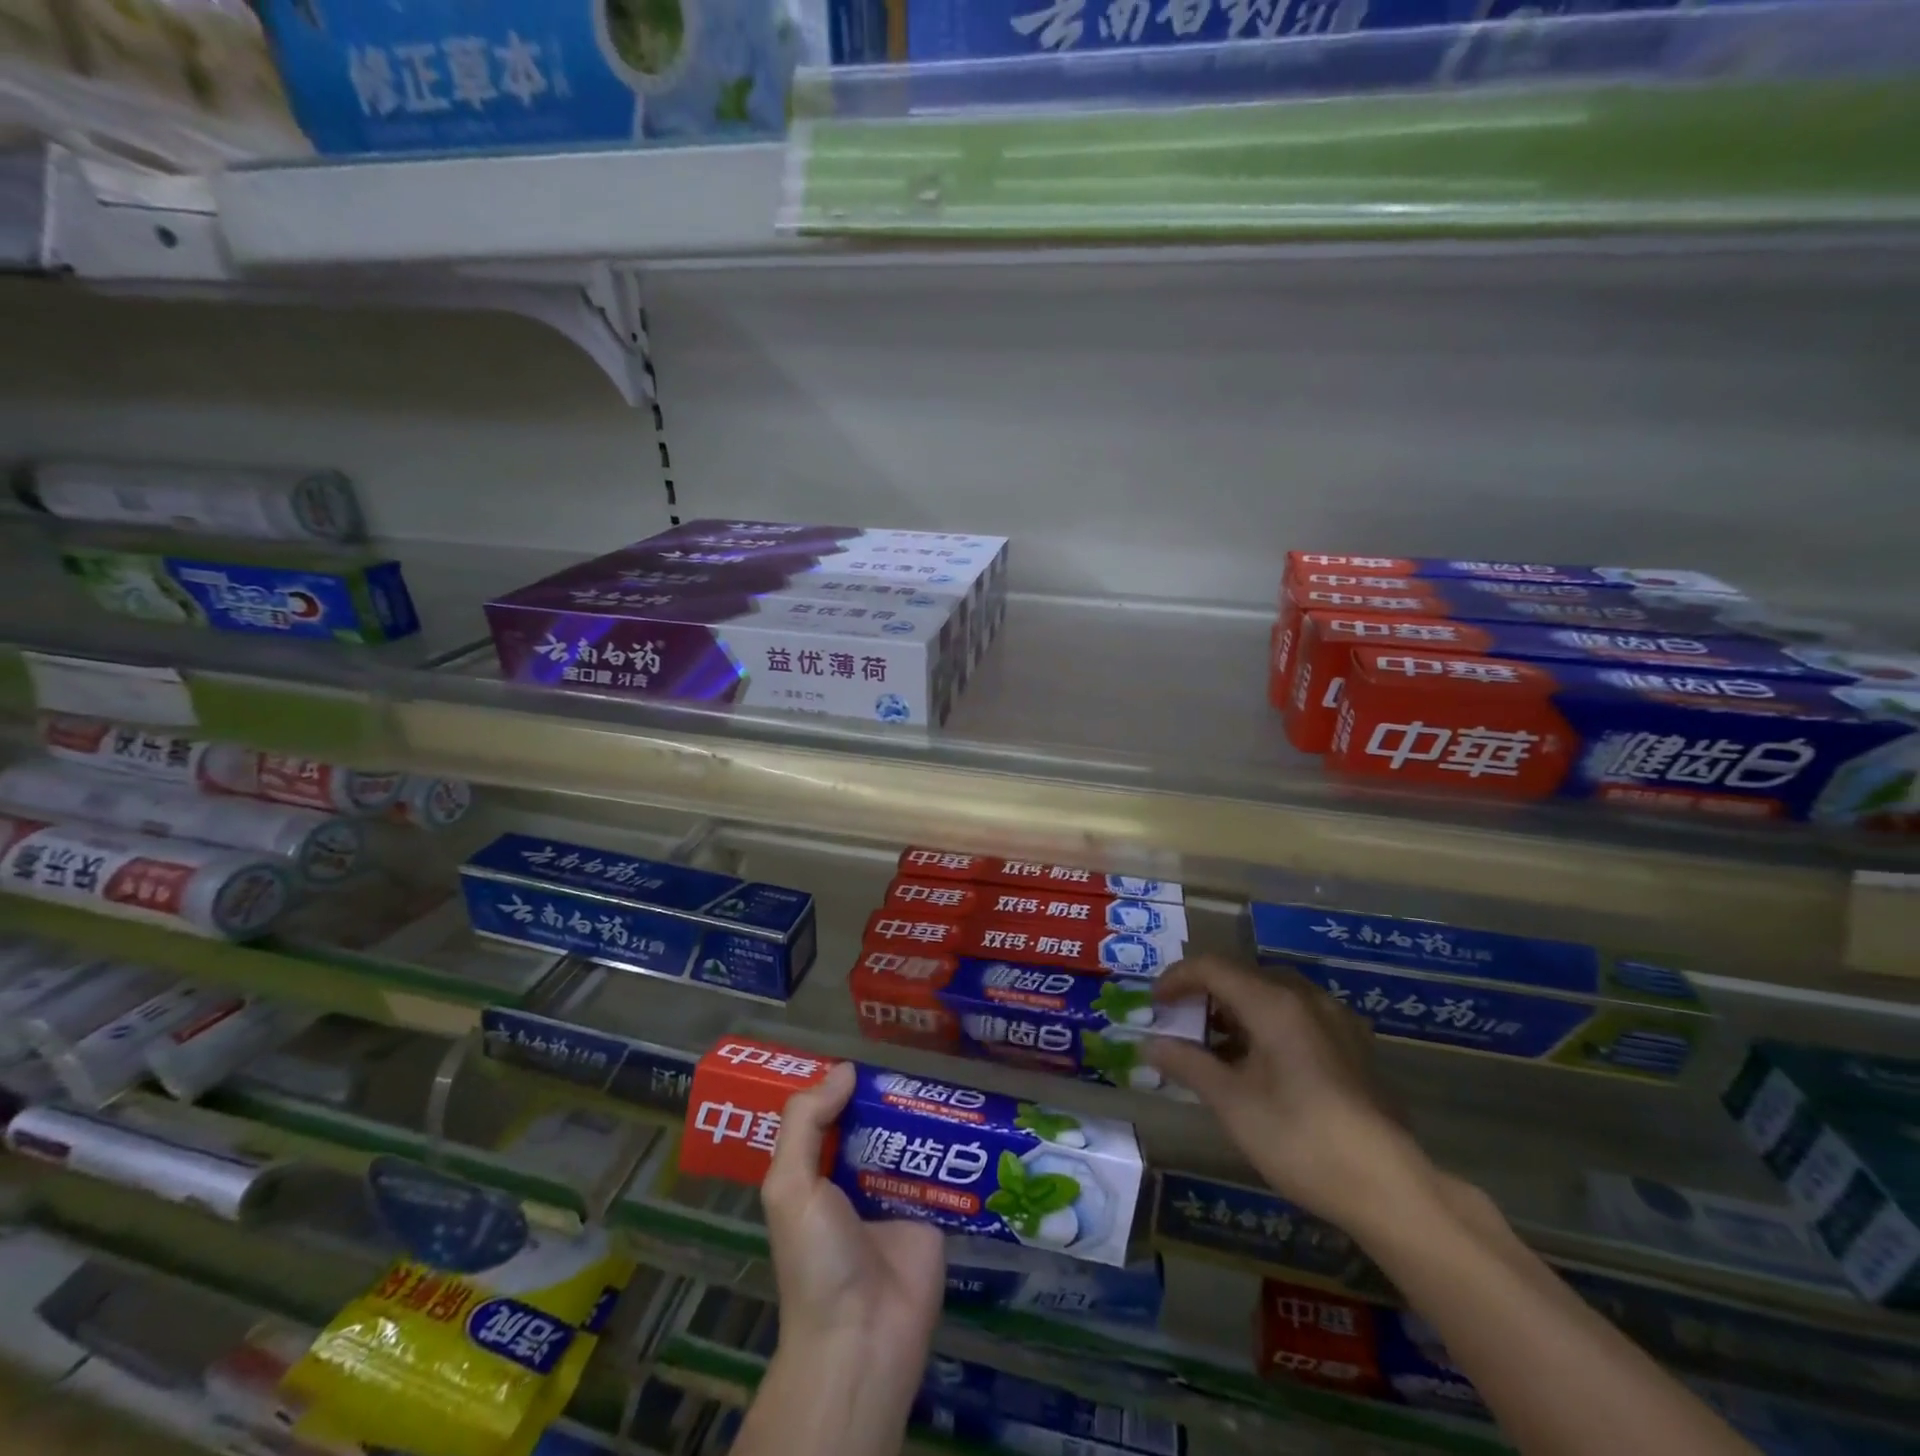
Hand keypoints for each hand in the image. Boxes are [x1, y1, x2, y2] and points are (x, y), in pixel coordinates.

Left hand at [759, 1062, 944, 1413]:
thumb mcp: (791, 1188)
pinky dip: (955, 1147)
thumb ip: (806, 1123)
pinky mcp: (932, 1213)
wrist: (864, 1337)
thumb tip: (845, 1070)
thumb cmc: (817, 1260)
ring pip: (911, 1142)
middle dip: (890, 1097)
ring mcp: (896, 1196)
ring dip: (925, 1116)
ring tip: (948, 1078)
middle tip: (917, 1057)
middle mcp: (856, 1180)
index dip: (843, 1088)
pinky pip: (943, 1170)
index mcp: (817, 1175)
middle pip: (875, 1125)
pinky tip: (973, 1117)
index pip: (830, 1118)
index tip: (865, 1053)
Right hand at [1143, 955, 1434, 1236]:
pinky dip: (1266, 1024)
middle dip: (1204, 995)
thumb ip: (1188, 1064)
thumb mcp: (1232, 1103)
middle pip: (1242, 976)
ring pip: (1272, 994)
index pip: (1212, 967)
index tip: (1153, 1005)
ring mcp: (1336, 1020)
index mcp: (1274, 1002)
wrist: (1390, 1187)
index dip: (1176, 979)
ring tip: (1214, 1047)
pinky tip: (1260, 1064)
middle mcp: (1306, 997)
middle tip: (1179, 1026)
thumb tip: (1149, 1045)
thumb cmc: (1300, 1139)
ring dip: (1235, 1010)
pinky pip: (1298, 1015)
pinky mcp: (1354, 1046)